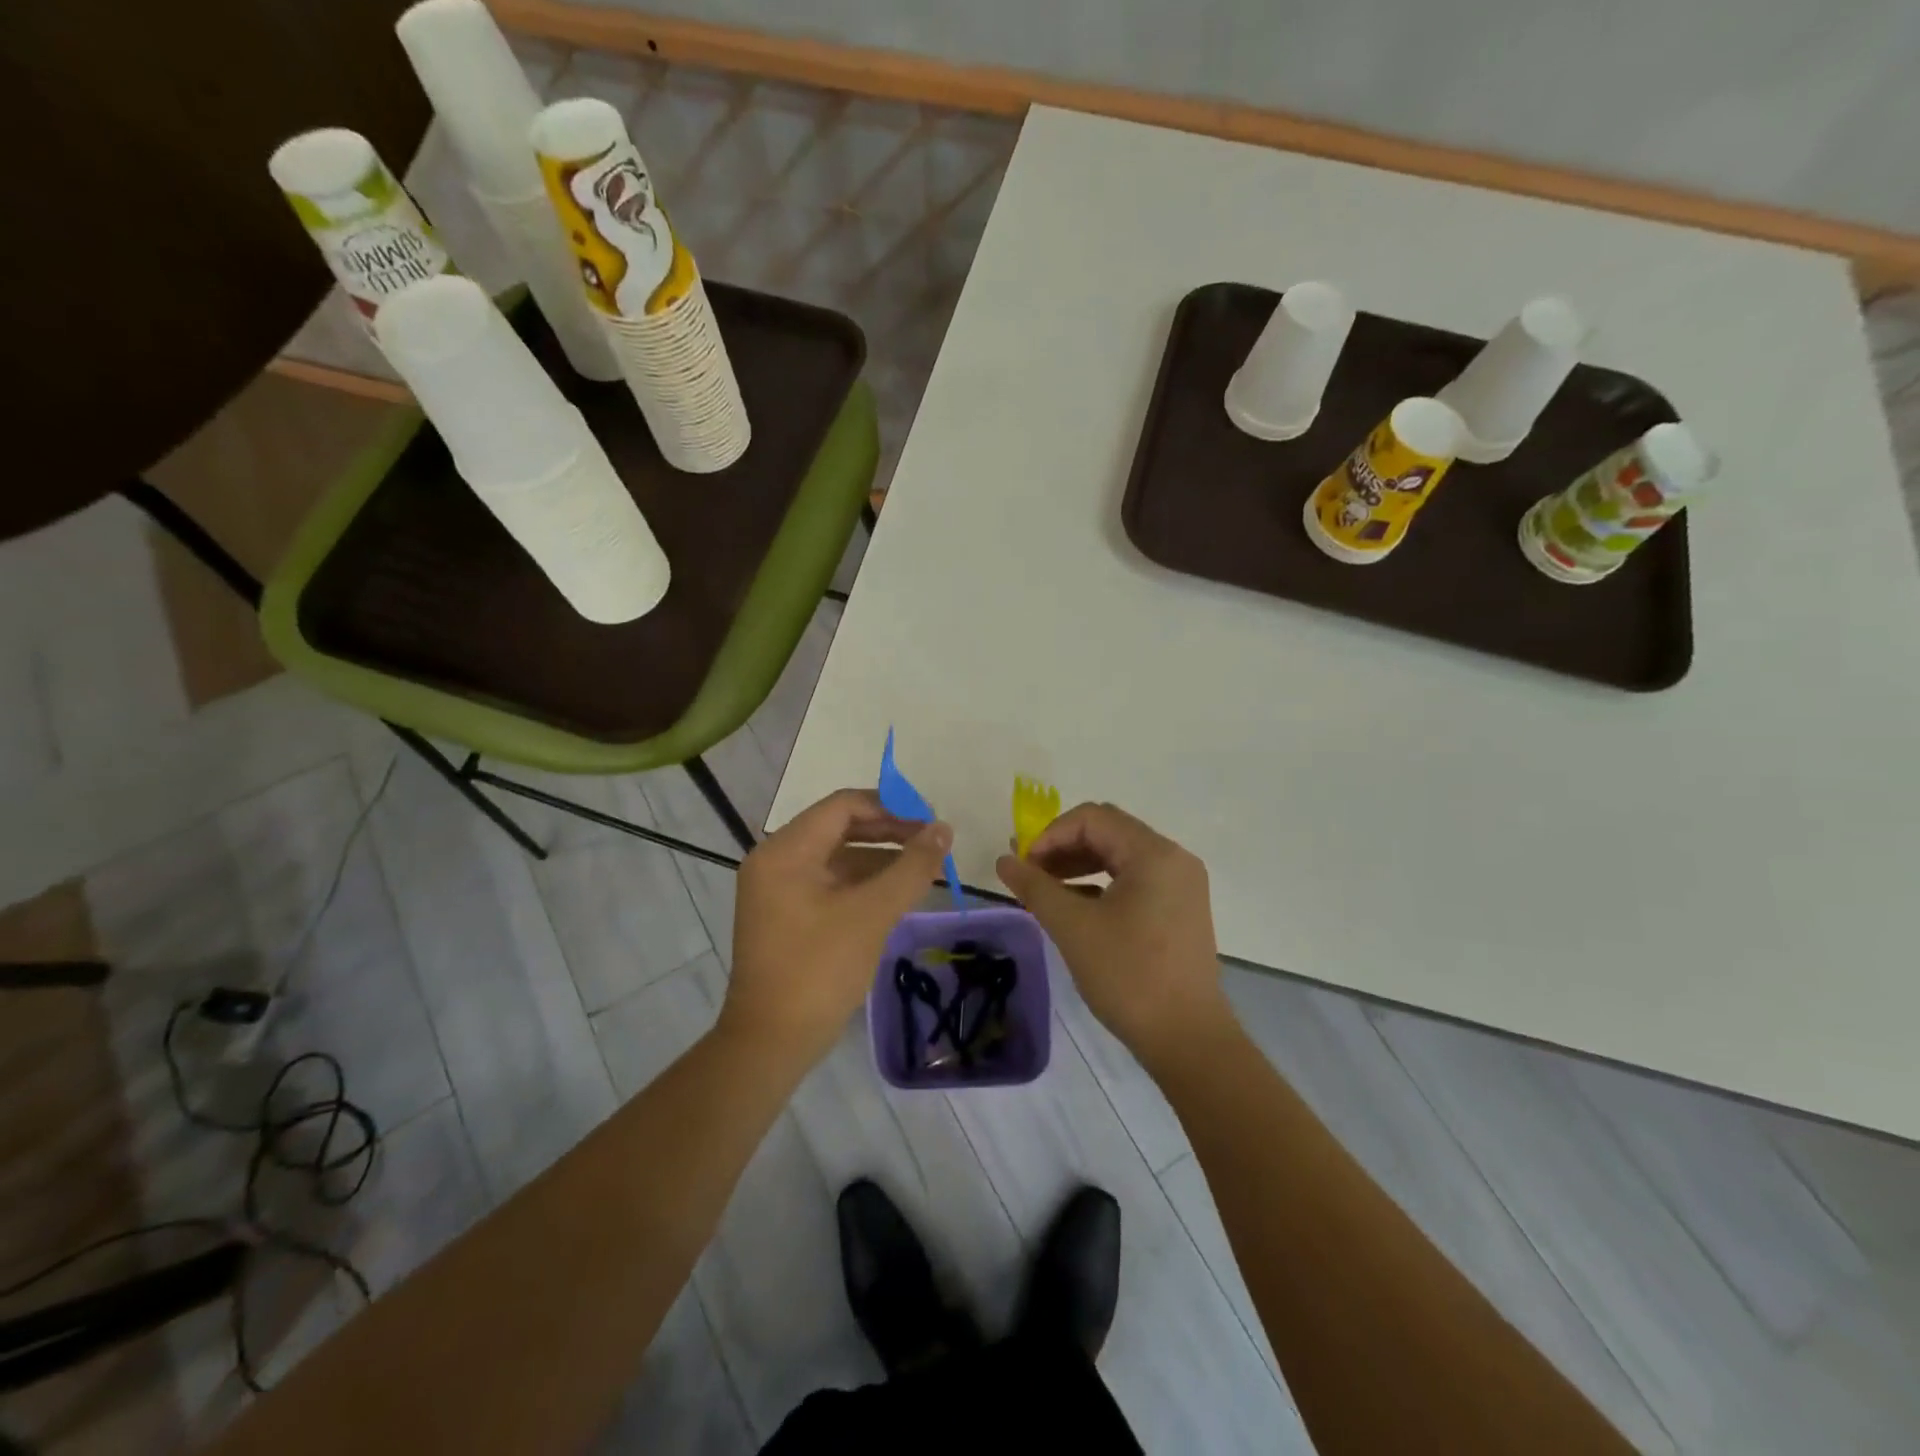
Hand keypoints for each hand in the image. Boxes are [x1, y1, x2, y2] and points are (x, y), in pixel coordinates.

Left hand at [722, 788, 951, 1070]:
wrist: (772, 1043)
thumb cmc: (819, 969)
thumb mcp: (872, 913)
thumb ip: (911, 867)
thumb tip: (943, 830)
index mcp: (786, 850)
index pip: (844, 806)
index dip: (891, 808)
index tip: (930, 822)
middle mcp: (776, 860)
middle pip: (840, 828)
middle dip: (889, 832)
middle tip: (932, 844)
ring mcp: (778, 889)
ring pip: (837, 857)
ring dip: (880, 858)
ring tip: (923, 867)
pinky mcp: (786, 914)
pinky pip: (830, 883)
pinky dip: (863, 882)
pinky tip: (897, 893)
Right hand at [996, 802, 1231, 1067]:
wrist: (1187, 1038)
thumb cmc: (1129, 976)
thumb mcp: (1073, 927)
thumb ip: (1035, 887)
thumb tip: (1004, 860)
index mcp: (1154, 854)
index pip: (1092, 818)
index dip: (1051, 835)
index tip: (1024, 865)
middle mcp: (1173, 858)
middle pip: (1108, 832)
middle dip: (1064, 847)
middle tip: (1031, 875)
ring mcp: (1181, 884)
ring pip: (1120, 856)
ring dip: (1080, 865)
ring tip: (1047, 890)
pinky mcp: (1180, 908)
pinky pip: (1134, 879)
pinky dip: (1101, 884)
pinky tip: (1076, 908)